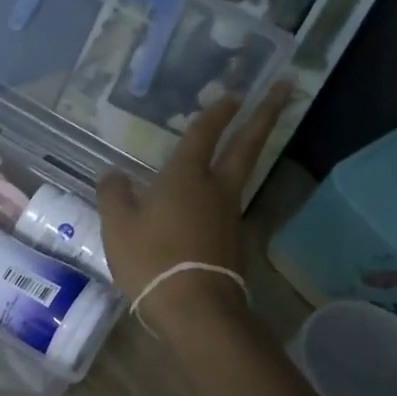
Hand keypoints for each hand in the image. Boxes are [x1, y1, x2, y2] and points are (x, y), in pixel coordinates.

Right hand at [97, 82, 289, 339]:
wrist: (195, 308)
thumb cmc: (152, 259)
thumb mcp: (118, 226)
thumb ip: (114, 195)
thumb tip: (112, 174)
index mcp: (186, 178)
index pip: (203, 134)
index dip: (215, 112)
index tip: (232, 92)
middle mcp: (216, 189)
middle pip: (246, 145)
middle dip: (264, 115)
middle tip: (284, 88)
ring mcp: (230, 215)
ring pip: (242, 174)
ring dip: (250, 150)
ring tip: (246, 138)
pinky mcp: (233, 240)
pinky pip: (229, 204)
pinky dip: (227, 189)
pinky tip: (212, 197)